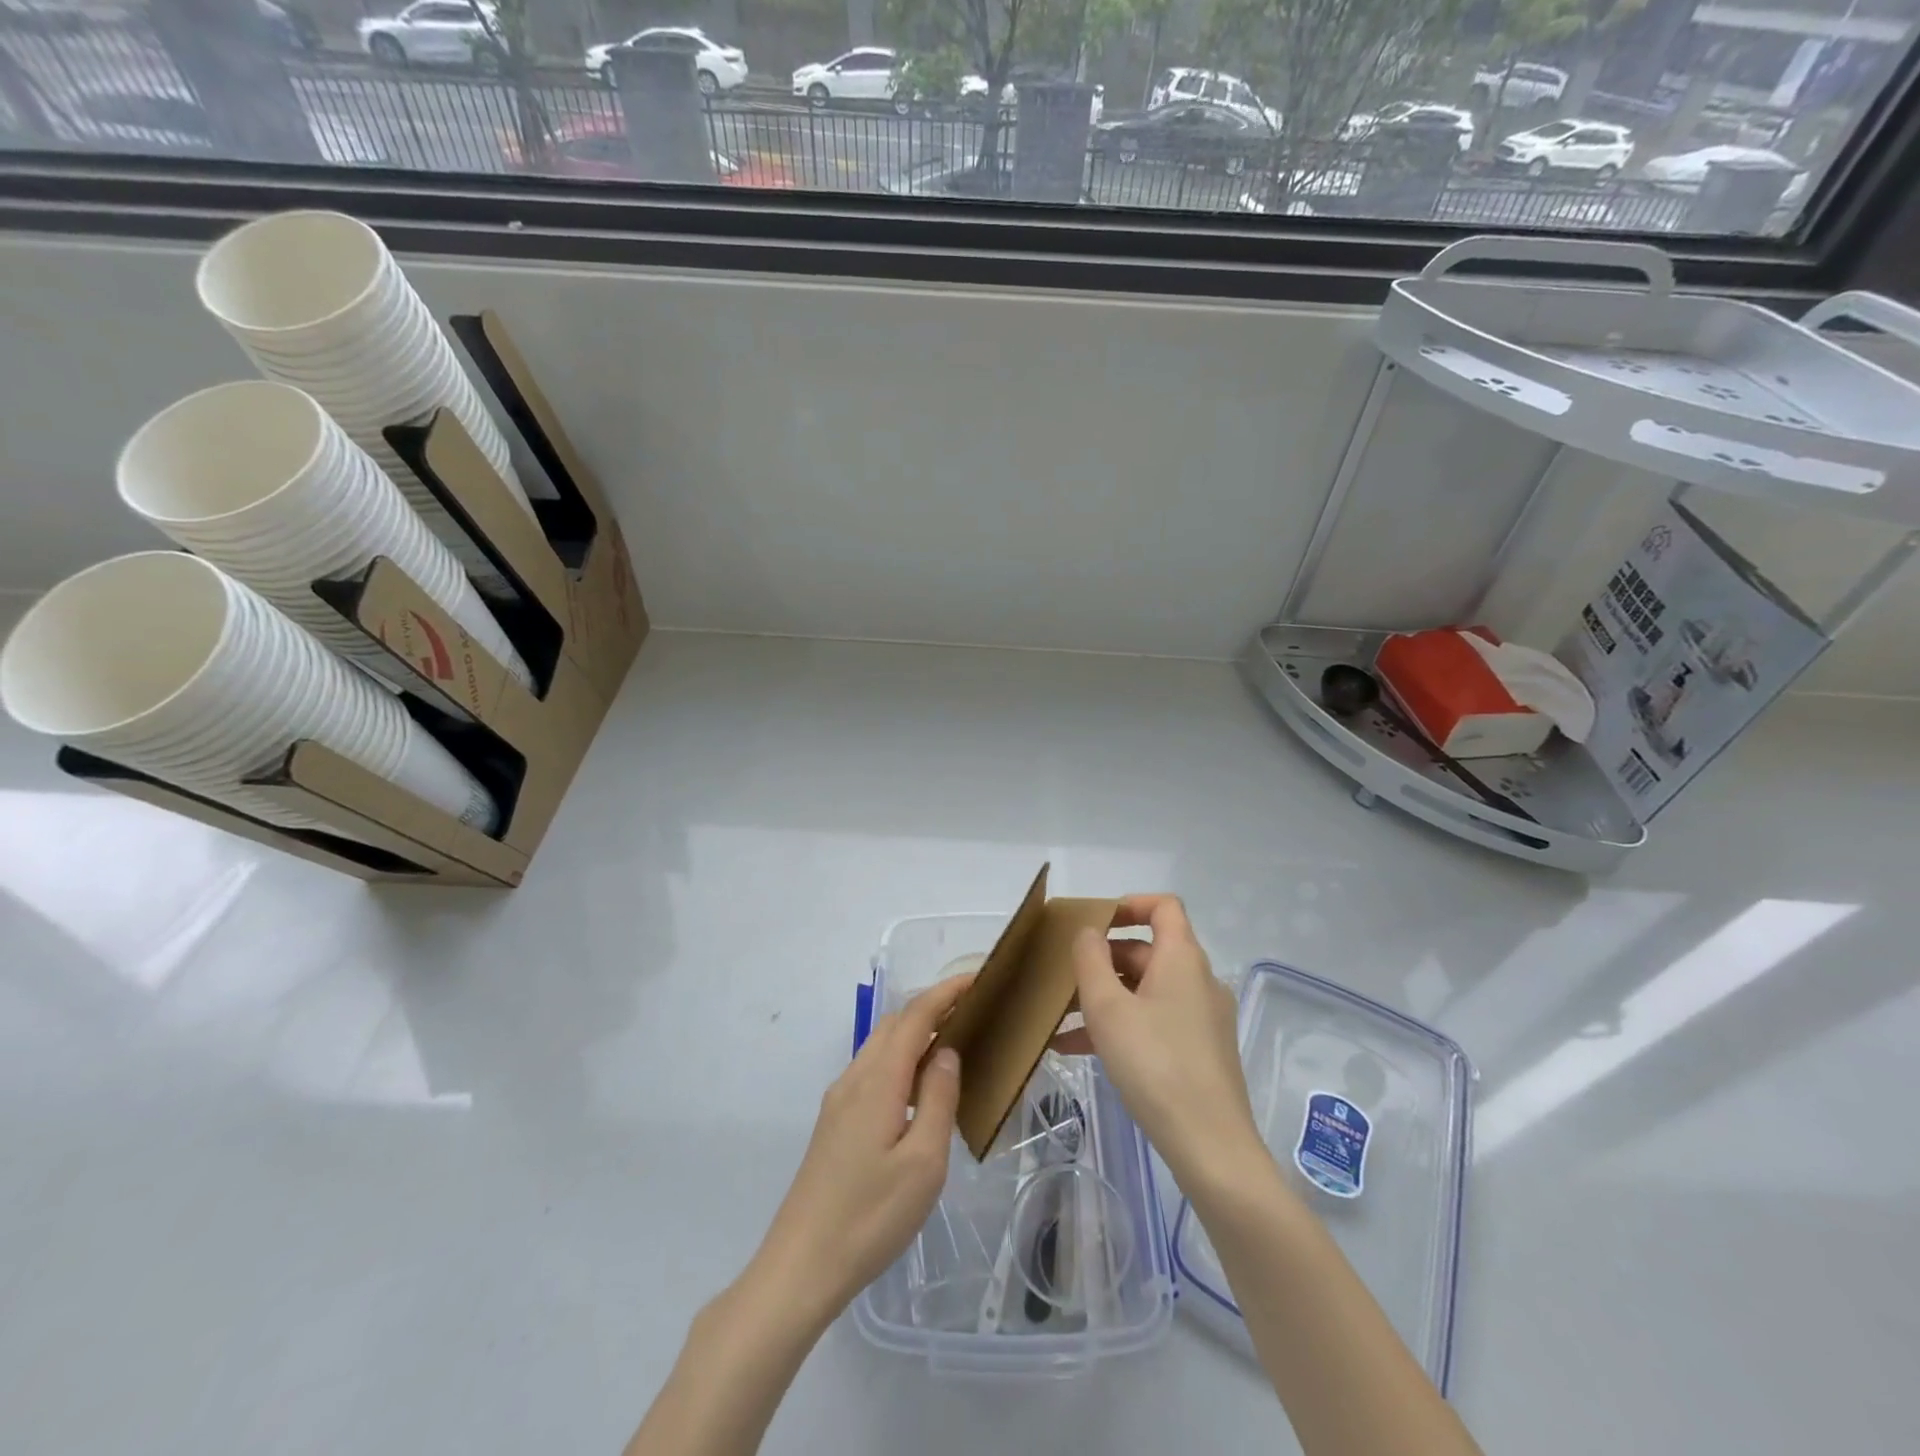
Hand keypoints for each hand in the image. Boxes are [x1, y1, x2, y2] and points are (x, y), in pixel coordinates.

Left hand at [744, 973, 969, 1328]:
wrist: (801, 1266)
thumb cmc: (870, 1217)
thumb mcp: (923, 1163)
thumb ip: (938, 1099)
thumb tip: (947, 1052)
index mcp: (878, 1081)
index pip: (915, 1017)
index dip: (945, 992)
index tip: (977, 978)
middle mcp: (854, 1079)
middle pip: (894, 1023)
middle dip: (931, 1007)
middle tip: (972, 1012)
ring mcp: (839, 1100)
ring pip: (880, 1046)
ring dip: (914, 1033)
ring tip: (952, 1044)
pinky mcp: (834, 1122)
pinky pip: (872, 1070)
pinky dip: (900, 1059)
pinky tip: (918, 1088)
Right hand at [1054, 896, 1261, 1191]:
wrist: (1210, 1146)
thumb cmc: (1155, 1064)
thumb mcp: (1108, 1008)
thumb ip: (1090, 961)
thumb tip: (1089, 932)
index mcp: (1182, 959)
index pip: (1163, 907)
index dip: (1129, 904)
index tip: (1094, 921)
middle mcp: (1198, 980)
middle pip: (1147, 951)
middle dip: (1102, 960)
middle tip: (1064, 978)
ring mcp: (1201, 1018)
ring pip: (1146, 991)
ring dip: (1104, 997)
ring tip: (1060, 1019)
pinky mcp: (1200, 1051)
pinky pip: (1154, 1022)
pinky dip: (1120, 1025)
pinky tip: (1079, 1050)